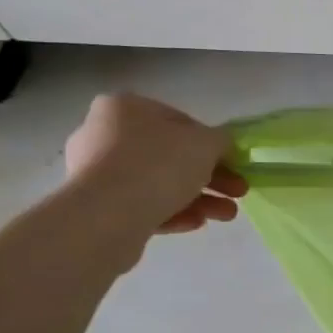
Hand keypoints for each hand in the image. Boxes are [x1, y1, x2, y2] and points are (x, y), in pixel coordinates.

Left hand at [63, 94, 246, 245]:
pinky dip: (172, 213)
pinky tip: (197, 224)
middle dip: (211, 177)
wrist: (107, 215)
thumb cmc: (159, 164)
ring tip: (226, 215)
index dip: (212, 144)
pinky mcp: (95, 206)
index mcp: (125, 108)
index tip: (233, 163)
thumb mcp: (207, 143)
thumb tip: (221, 146)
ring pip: (158, 183)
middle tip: (237, 192)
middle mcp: (103, 134)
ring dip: (198, 199)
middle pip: (170, 156)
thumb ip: (221, 141)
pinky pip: (141, 205)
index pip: (180, 122)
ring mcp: (95, 172)